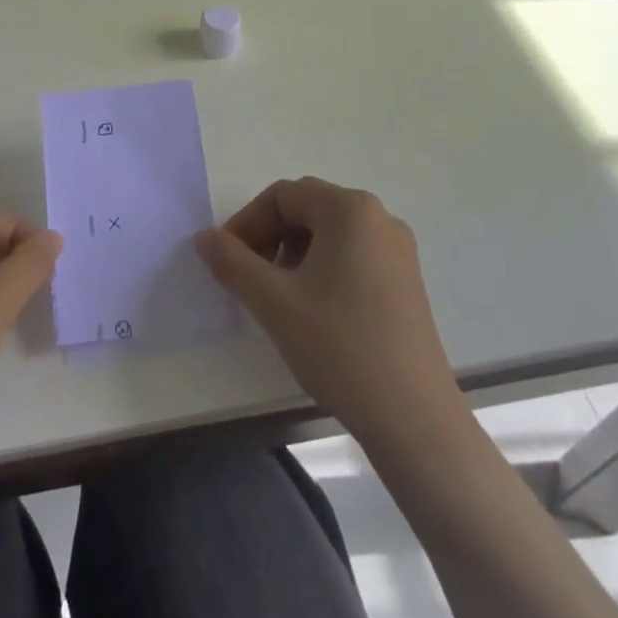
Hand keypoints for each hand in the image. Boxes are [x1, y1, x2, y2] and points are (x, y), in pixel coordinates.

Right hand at [195, 176, 464, 443]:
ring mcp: (398, 251)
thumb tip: (204, 238)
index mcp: (350, 209)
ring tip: (277, 296)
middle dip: (269, 236)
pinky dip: (322, 269)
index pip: (283, 196)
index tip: (225, 260)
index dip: (247, 223)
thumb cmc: (340, 347)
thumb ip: (232, 262)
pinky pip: (352, 255)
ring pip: (329, 234)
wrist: (414, 420)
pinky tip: (312, 310)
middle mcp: (379, 217)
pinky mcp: (406, 282)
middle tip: (246, 277)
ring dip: (293, 253)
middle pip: (307, 209)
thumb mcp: (274, 302)